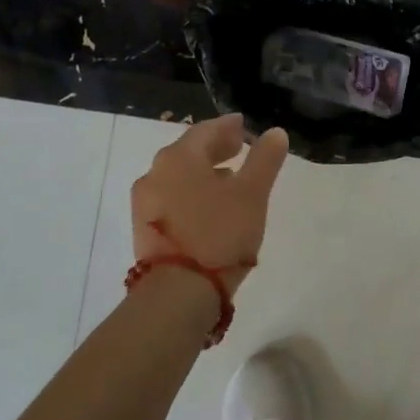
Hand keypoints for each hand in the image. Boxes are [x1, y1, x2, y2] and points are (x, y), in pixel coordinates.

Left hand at [131, 114, 288, 297]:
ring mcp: (145, 203)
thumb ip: (264, 160)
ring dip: (203, 172)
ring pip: (178, 176)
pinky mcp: (144, 228)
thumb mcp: (252, 194)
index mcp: (178, 157)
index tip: (244, 126)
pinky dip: (191, 193)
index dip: (227, 126)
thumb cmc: (219, 234)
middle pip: (189, 151)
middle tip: (240, 148)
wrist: (177, 293)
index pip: (205, 130)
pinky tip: (209, 207)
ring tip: (230, 179)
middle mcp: (155, 173)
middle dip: (215, 148)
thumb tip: (275, 132)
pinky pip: (171, 198)